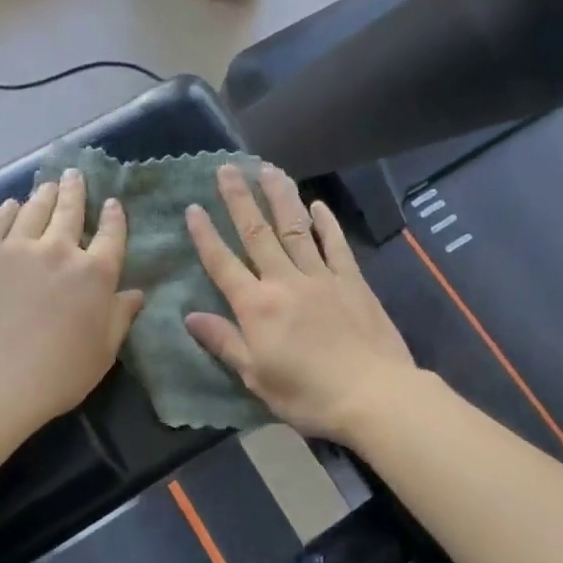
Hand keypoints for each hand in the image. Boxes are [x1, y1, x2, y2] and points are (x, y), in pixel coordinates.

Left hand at [0, 169, 144, 438]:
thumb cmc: (56, 375)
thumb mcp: (103, 352)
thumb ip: (121, 317)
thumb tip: (136, 292)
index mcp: (95, 274)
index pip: (111, 235)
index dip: (114, 217)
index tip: (112, 203)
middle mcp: (59, 249)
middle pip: (70, 210)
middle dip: (76, 190)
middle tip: (75, 175)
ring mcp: (16, 247)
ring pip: (34, 209)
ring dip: (45, 194)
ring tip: (48, 185)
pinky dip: (7, 209)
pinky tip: (11, 205)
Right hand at [185, 163, 416, 443]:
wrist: (373, 394)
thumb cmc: (308, 394)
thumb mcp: (256, 376)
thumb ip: (224, 341)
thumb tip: (190, 316)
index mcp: (257, 306)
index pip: (223, 263)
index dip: (206, 235)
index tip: (193, 207)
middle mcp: (285, 281)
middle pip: (257, 233)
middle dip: (240, 199)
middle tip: (228, 167)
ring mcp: (322, 276)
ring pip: (296, 228)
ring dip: (280, 197)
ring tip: (268, 169)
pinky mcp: (352, 280)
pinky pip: (335, 245)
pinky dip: (326, 223)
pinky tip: (318, 204)